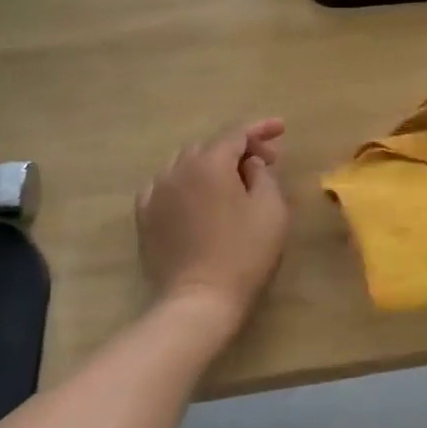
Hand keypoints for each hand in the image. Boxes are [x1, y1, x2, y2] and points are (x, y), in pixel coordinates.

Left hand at [136, 120, 288, 329]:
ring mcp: (156, 192)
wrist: (200, 299)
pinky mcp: (145, 216)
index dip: (261, 128)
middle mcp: (178, 169)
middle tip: (264, 164)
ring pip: (186, 164)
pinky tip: (198, 198)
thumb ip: (263, 174)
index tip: (281, 128)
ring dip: (211, 165)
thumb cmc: (244, 252)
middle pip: (211, 147)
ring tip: (232, 182)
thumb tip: (249, 164)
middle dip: (238, 149)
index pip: (237, 133)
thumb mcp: (271, 209)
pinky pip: (167, 186)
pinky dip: (187, 184)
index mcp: (210, 163)